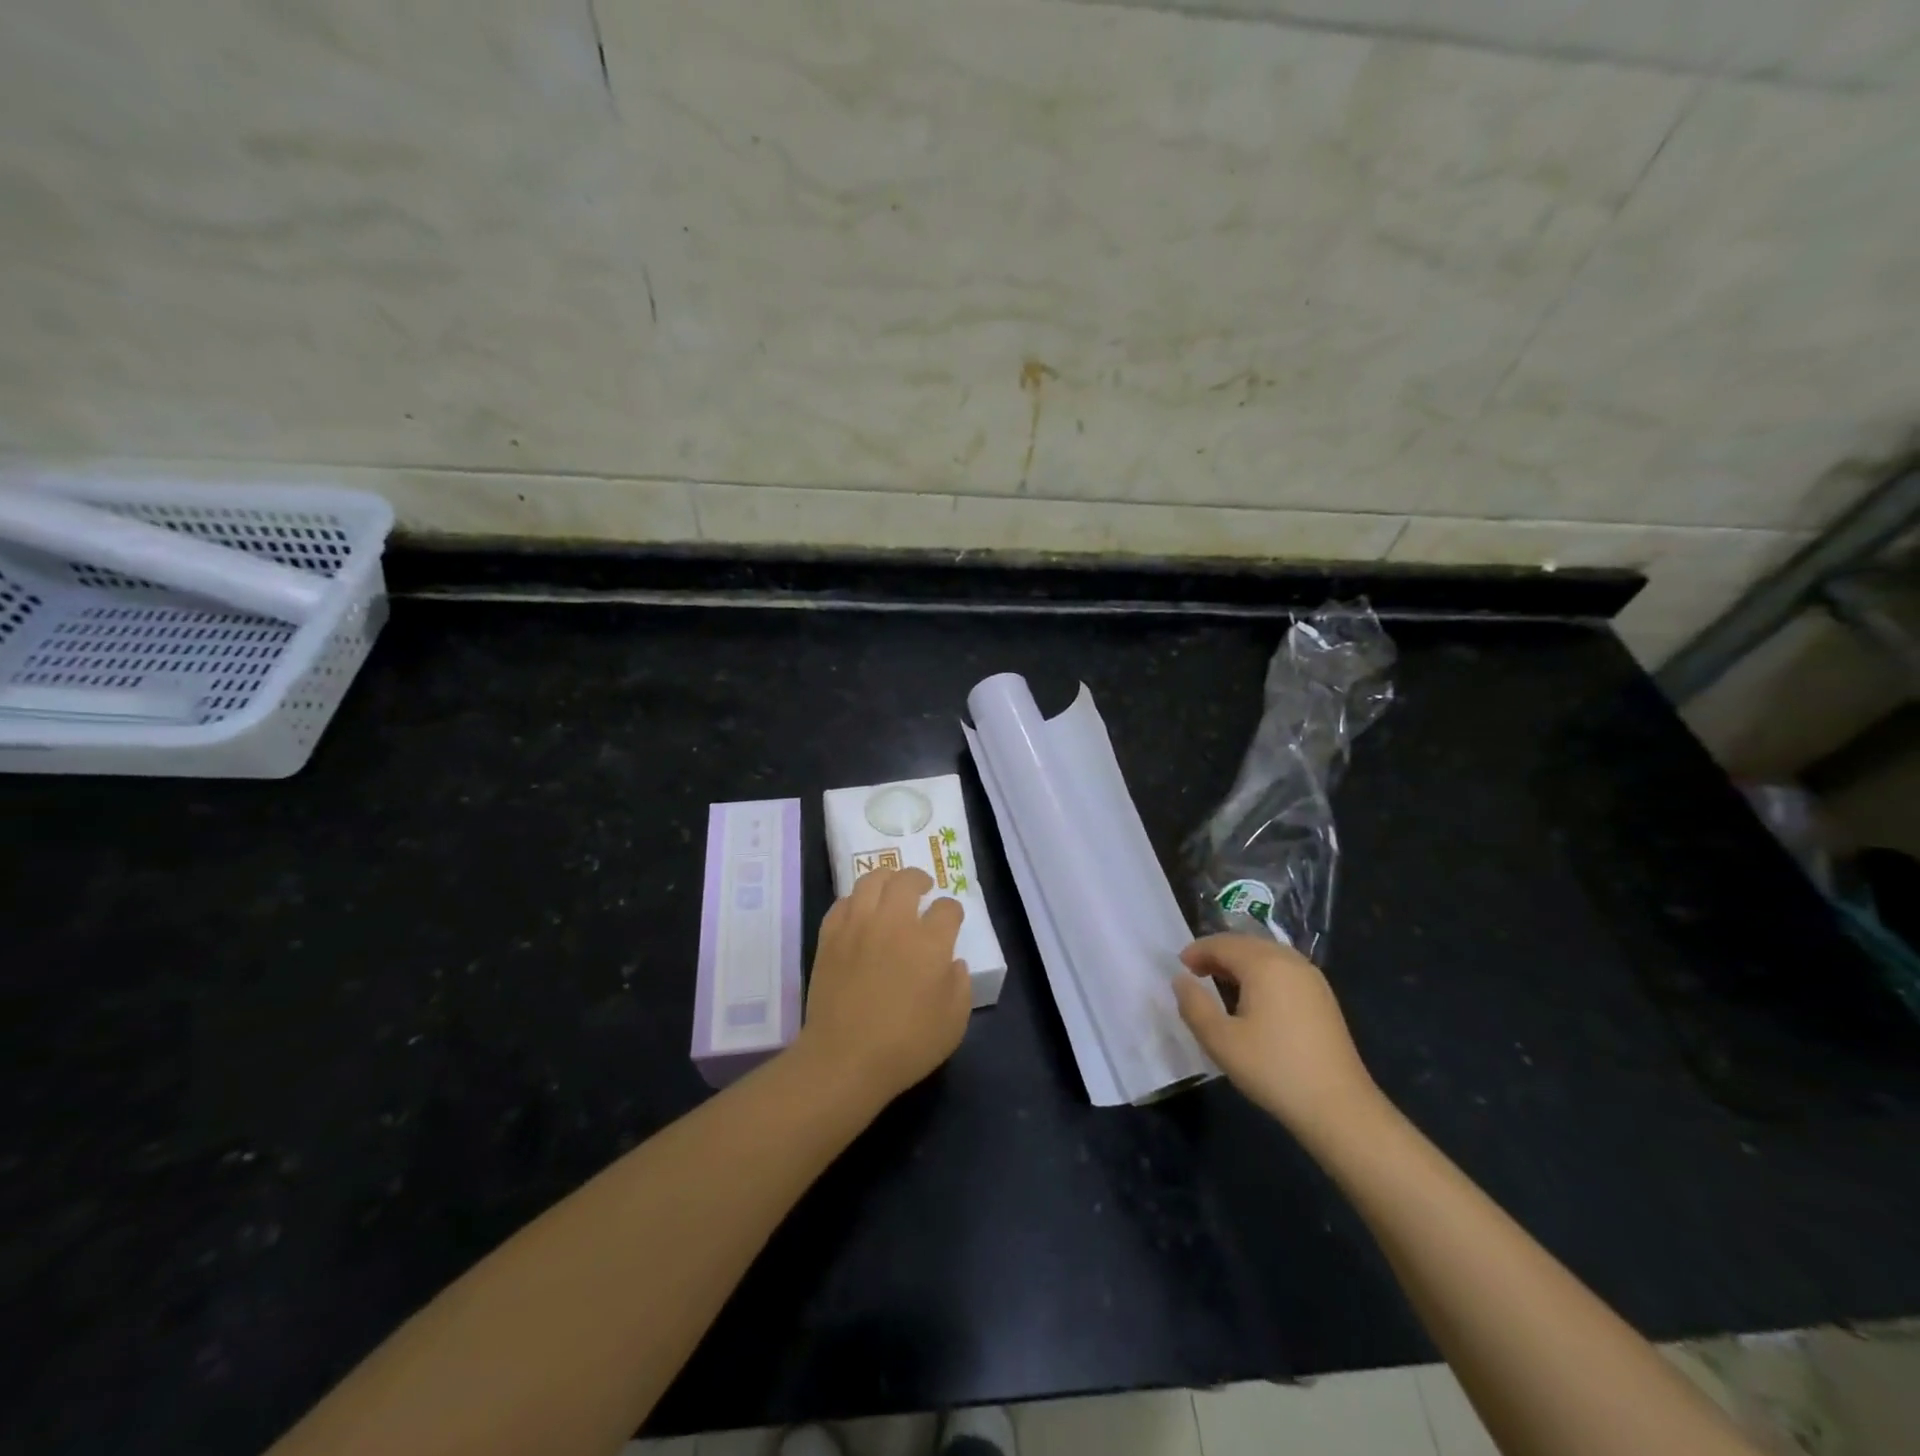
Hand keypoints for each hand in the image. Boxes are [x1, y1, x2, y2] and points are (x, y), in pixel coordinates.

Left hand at [797, 867, 971, 1106]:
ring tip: (891, 887)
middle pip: (907, 881)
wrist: (845, 1059)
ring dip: (886, 879)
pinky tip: (859, 911)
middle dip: (920, 879)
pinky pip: (842, 903)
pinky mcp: (830, 937)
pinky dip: (855, 901)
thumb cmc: (906, 1046)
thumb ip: (960, 985)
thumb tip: (952, 962)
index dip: (952, 911)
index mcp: (930, 942)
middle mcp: (894, 923)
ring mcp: (858, 926)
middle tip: (923, 887)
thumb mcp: (954, 1022)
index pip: (947, 908)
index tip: (951, 920)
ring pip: (871, 880)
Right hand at [1174, 933, 1381, 1143]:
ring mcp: (1312, 978)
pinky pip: (1284, 969)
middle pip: (1246, 944)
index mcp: (1264, 964)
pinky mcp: (1323, 997)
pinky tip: (1254, 998)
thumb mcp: (1220, 1040)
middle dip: (1218, 953)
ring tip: (1220, 983)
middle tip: (1195, 972)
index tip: (1180, 967)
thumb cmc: (1273, 1069)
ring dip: (1240, 962)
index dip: (1197, 951)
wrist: (1339, 1107)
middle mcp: (1290, 961)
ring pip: (1267, 955)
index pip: (1222, 944)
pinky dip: (1261, 972)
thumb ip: (1194, 1005)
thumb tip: (1181, 980)